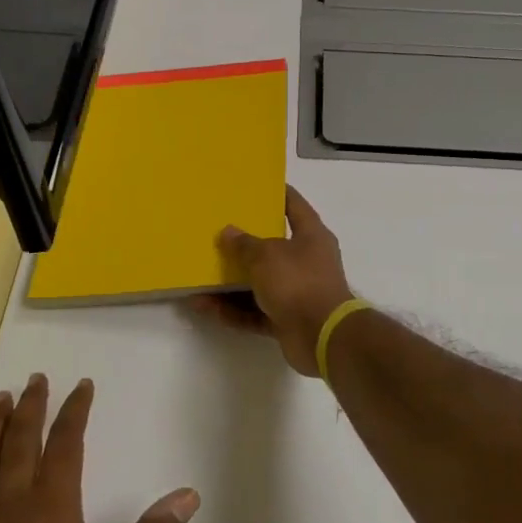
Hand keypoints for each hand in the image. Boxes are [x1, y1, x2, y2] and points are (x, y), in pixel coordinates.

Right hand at [198, 185, 355, 374]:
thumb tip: (228, 232)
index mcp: (311, 236)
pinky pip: (254, 311)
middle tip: (216, 234)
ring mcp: (297, 292)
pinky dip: (232, 310)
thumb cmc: (298, 282)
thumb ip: (244, 244)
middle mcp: (306, 261)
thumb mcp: (266, 255)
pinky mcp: (286, 320)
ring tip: (199, 277)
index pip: (294, 205)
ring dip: (230, 284)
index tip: (255, 186)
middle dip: (244, 245)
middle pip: (272, 247)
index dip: (277, 194)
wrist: (322, 336)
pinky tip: (204, 307)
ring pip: (258, 283)